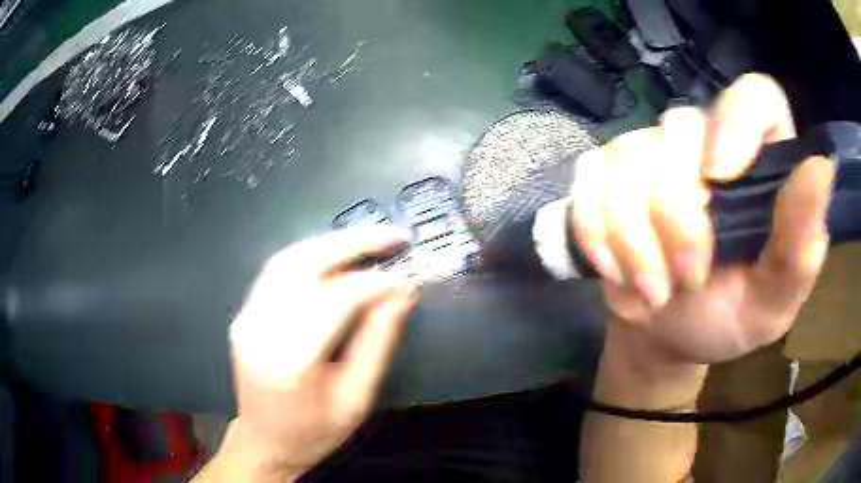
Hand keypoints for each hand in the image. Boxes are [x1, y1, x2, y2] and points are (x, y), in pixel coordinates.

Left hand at [225, 227, 416, 478]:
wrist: (265, 442)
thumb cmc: (315, 432)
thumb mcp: (357, 398)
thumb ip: (378, 342)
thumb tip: (401, 294)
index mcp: (291, 361)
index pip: (336, 299)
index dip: (375, 283)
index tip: (405, 278)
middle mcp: (261, 329)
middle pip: (305, 264)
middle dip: (353, 243)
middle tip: (392, 235)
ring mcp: (247, 317)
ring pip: (288, 259)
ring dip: (331, 243)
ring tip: (370, 240)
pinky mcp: (244, 314)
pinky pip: (278, 271)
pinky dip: (311, 256)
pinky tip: (336, 256)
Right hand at [571, 74, 833, 365]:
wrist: (666, 335)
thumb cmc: (728, 319)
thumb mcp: (774, 300)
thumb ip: (802, 245)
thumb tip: (821, 166)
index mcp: (759, 162)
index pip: (756, 95)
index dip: (737, 119)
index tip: (721, 175)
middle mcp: (705, 140)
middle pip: (677, 129)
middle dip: (676, 216)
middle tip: (686, 280)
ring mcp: (649, 151)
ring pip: (627, 159)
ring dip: (634, 239)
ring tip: (653, 289)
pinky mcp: (605, 173)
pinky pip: (587, 181)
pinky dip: (595, 232)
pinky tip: (613, 268)